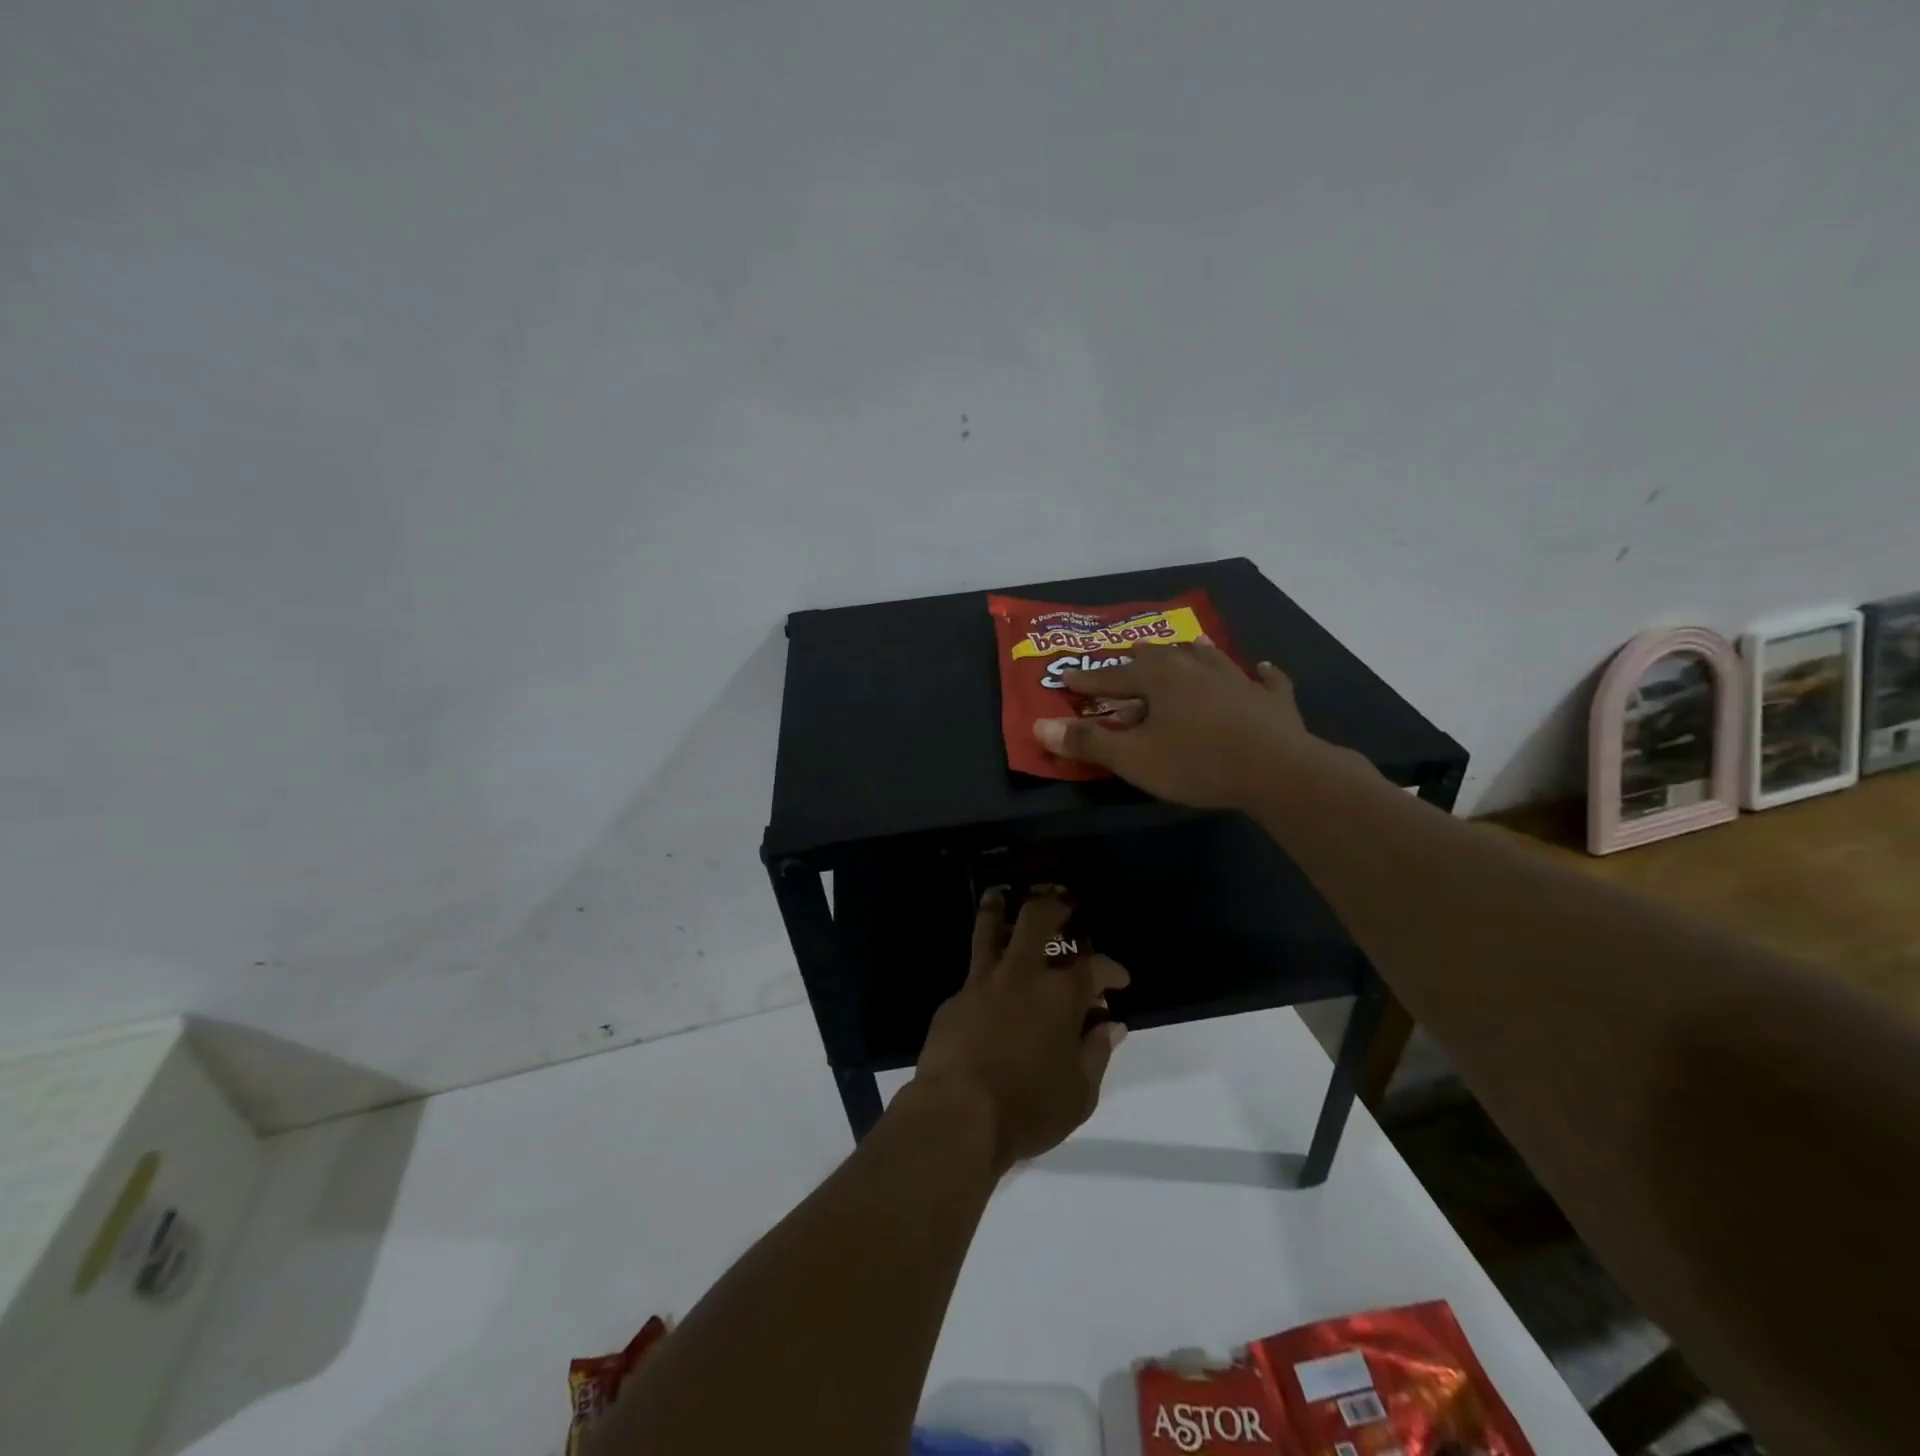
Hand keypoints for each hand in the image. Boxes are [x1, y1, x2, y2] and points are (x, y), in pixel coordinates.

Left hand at [911, 890, 1129, 1172]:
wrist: (957, 1115)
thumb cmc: (1028, 1108)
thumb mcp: (1079, 1092)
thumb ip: (1097, 1053)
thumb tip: (1112, 1025)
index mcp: (1060, 994)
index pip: (1095, 966)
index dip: (1111, 969)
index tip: (1118, 979)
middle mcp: (1021, 974)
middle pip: (1037, 919)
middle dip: (1055, 905)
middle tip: (1064, 904)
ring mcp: (982, 981)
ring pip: (990, 927)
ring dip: (999, 907)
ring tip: (1001, 895)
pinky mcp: (954, 999)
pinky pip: (973, 972)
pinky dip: (985, 968)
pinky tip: (988, 983)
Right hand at [1032, 640, 1322, 809]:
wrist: (1277, 770)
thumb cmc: (1196, 762)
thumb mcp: (1133, 758)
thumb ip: (1087, 741)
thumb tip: (1039, 726)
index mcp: (1158, 678)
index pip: (1111, 676)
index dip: (1086, 681)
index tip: (1065, 678)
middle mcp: (1195, 668)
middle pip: (1159, 654)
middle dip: (1137, 658)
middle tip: (1126, 658)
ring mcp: (1238, 680)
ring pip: (1209, 656)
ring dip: (1193, 653)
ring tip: (1186, 646)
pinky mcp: (1272, 700)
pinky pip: (1266, 680)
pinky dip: (1260, 674)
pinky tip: (1261, 669)